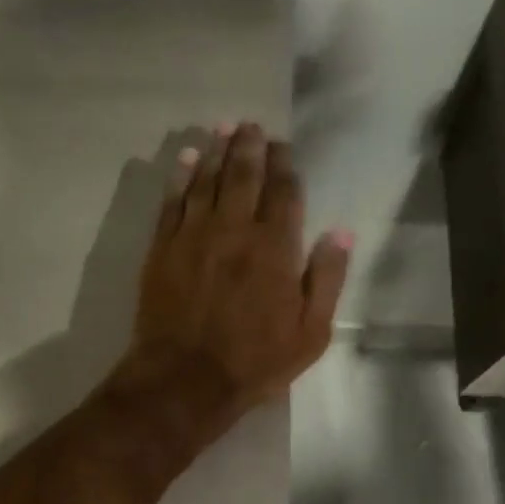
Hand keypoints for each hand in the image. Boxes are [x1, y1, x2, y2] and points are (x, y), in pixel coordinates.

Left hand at [111, 122, 351, 436]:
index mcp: (275, 247)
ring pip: (207, 181)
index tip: (283, 146)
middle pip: (243, 175)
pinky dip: (181, 177)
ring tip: (223, 128)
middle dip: (249, 146)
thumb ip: (327, 279)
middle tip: (250, 125)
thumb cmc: (254, 361)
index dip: (284, 164)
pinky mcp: (163, 247)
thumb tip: (340, 232)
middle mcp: (235, 229)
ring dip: (216, 151)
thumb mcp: (310, 332)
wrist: (184, 378)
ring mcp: (194, 235)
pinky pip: (173, 201)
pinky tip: (187, 159)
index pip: (283, 192)